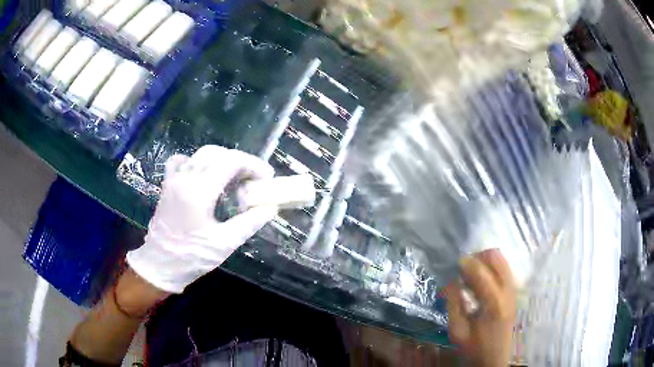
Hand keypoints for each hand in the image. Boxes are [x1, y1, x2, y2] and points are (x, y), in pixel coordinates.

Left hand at [127, 145, 277, 293]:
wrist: (159, 265)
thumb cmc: (192, 258)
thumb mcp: (225, 244)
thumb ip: (250, 222)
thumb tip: (270, 207)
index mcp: (198, 192)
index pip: (230, 161)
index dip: (253, 164)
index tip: (267, 178)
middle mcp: (184, 178)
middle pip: (217, 153)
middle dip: (240, 162)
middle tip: (254, 180)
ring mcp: (173, 179)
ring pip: (201, 154)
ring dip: (222, 161)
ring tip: (234, 179)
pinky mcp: (168, 184)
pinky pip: (183, 161)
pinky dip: (198, 162)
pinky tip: (205, 176)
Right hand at [444, 249, 516, 366]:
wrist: (494, 358)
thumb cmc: (474, 347)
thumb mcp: (457, 329)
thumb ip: (453, 302)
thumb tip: (451, 279)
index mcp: (494, 303)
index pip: (482, 272)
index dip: (466, 263)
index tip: (454, 263)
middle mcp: (508, 291)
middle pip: (496, 258)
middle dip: (477, 258)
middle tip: (463, 270)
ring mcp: (513, 290)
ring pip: (501, 260)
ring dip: (484, 261)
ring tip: (470, 275)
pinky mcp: (514, 291)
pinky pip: (504, 268)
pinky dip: (491, 268)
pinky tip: (480, 282)